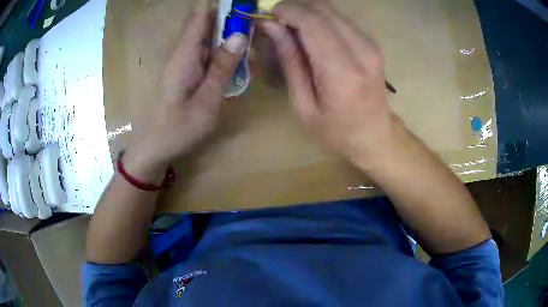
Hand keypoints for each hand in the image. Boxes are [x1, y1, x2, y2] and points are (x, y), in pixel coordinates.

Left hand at [128, 0, 247, 172]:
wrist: (153, 148)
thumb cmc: (178, 128)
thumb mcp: (207, 100)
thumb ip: (222, 67)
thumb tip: (239, 36)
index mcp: (184, 55)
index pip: (199, 16)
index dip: (220, 6)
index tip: (242, 6)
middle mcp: (180, 53)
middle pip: (204, 24)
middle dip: (228, 21)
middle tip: (252, 28)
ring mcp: (180, 62)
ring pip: (205, 38)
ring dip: (226, 37)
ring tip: (248, 44)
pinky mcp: (182, 72)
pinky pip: (203, 53)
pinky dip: (219, 51)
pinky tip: (233, 61)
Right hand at [261, 0, 393, 164]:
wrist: (374, 135)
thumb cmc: (336, 130)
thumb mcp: (303, 104)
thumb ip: (290, 60)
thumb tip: (272, 27)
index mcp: (341, 71)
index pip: (312, 22)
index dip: (287, 11)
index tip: (268, 14)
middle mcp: (361, 50)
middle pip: (323, 10)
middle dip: (295, 8)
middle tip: (276, 20)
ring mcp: (370, 44)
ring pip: (332, 11)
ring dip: (307, 12)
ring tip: (291, 27)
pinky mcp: (372, 43)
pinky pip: (341, 19)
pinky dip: (321, 19)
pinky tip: (311, 33)